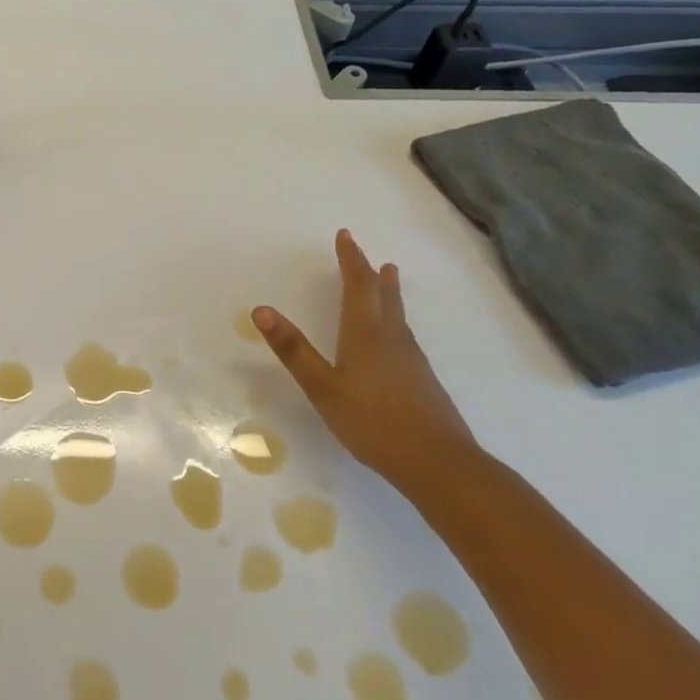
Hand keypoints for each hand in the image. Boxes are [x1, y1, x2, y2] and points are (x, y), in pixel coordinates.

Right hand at [252, 229, 478, 489]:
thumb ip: (293, 349)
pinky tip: (394, 337)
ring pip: (397, 316)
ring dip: (388, 293)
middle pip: (383, 297)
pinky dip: (395, 319)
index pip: (358, 286)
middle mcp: (392, 339)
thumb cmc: (373, 422)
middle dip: (371, 273)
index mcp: (366, 334)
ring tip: (388, 279)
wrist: (438, 463)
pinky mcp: (421, 380)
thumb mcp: (322, 387)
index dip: (351, 260)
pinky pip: (404, 335)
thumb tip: (261, 309)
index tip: (345, 236)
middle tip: (368, 254)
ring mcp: (411, 360)